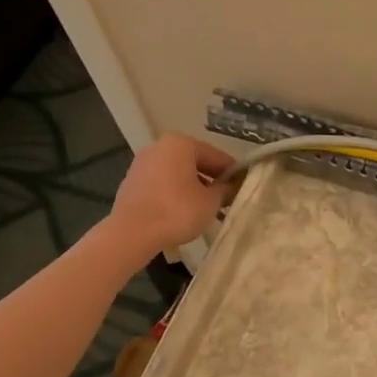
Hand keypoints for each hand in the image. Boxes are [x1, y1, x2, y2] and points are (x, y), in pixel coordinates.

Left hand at [110, 134, 236, 254]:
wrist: (132, 232)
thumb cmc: (177, 210)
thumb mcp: (211, 201)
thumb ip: (225, 190)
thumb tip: (231, 187)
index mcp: (181, 144)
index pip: (216, 156)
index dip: (233, 173)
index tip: (244, 187)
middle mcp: (159, 147)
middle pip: (195, 162)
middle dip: (212, 180)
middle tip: (227, 199)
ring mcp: (142, 164)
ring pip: (177, 174)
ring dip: (193, 187)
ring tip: (207, 208)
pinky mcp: (132, 183)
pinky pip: (162, 184)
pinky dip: (175, 194)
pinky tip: (184, 212)